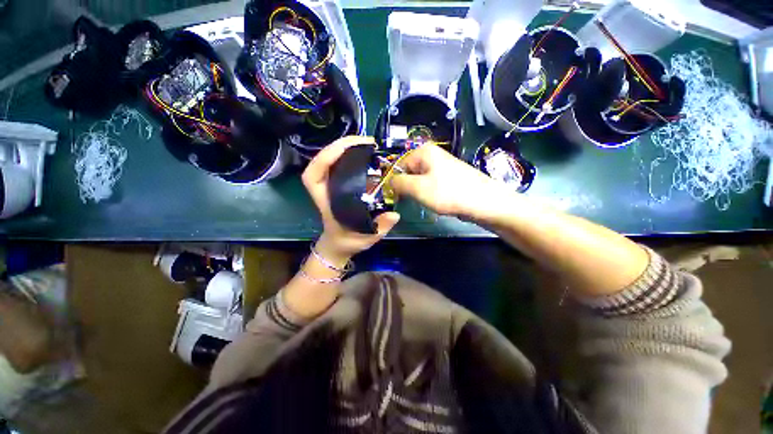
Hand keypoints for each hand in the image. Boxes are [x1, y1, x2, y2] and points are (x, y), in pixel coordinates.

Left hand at [302, 136, 399, 263]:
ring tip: (366, 143)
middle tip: (365, 141)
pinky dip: (350, 155)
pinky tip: (364, 153)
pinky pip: (340, 165)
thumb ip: (379, 228)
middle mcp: (325, 190)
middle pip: (321, 161)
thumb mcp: (365, 239)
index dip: (325, 159)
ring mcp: (331, 185)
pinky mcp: (339, 185)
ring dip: (345, 148)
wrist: (339, 244)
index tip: (346, 150)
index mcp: (326, 202)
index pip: (313, 176)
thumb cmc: (348, 241)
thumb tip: (395, 214)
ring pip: (330, 160)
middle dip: (340, 146)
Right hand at [390, 144, 512, 221]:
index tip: (396, 198)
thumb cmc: (448, 193)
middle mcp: (432, 156)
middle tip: (413, 200)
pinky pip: (432, 185)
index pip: (399, 166)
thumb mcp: (418, 188)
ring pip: (420, 181)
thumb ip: (399, 183)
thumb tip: (390, 182)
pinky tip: (437, 202)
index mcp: (424, 152)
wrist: (483, 202)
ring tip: (427, 201)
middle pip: (410, 173)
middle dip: (409, 188)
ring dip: (419, 193)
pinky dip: (430, 194)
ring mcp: (442, 167)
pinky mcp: (449, 178)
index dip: (396, 182)